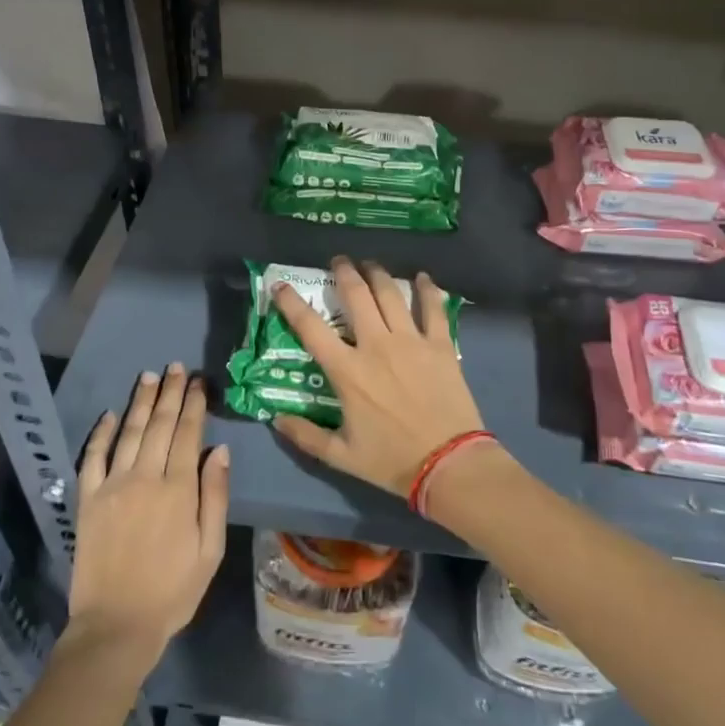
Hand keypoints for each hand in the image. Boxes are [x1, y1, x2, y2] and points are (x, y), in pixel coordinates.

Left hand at [67, 364, 229, 670]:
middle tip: (176, 367)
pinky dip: (100, 433)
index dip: (194, 404)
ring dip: (140, 402)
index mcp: (178, 489)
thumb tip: (219, 450)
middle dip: (171, 393)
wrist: (116, 626)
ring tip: (150, 377)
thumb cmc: (173, 591)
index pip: (188, 434)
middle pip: (159, 425)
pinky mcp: (88, 500)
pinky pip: (92, 457)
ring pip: (128, 432)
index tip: (198, 381)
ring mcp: (112, 486)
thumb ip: (215, 496)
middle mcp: (144, 477)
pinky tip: (108, 414)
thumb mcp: (209, 549)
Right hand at [270, 257, 486, 495]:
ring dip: (378, 274)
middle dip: (344, 272)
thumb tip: (276, 419)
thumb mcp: (341, 456)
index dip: (291, 303)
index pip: (311, 328)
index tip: (280, 286)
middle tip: (339, 261)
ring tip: (371, 265)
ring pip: (391, 294)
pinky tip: (423, 278)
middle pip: (356, 296)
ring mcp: (411, 341)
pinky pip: (433, 308)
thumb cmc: (391, 460)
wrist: (448, 464)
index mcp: (347, 371)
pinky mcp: (440, 345)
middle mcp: (376, 346)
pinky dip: (428, 289)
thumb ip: (306, 435)